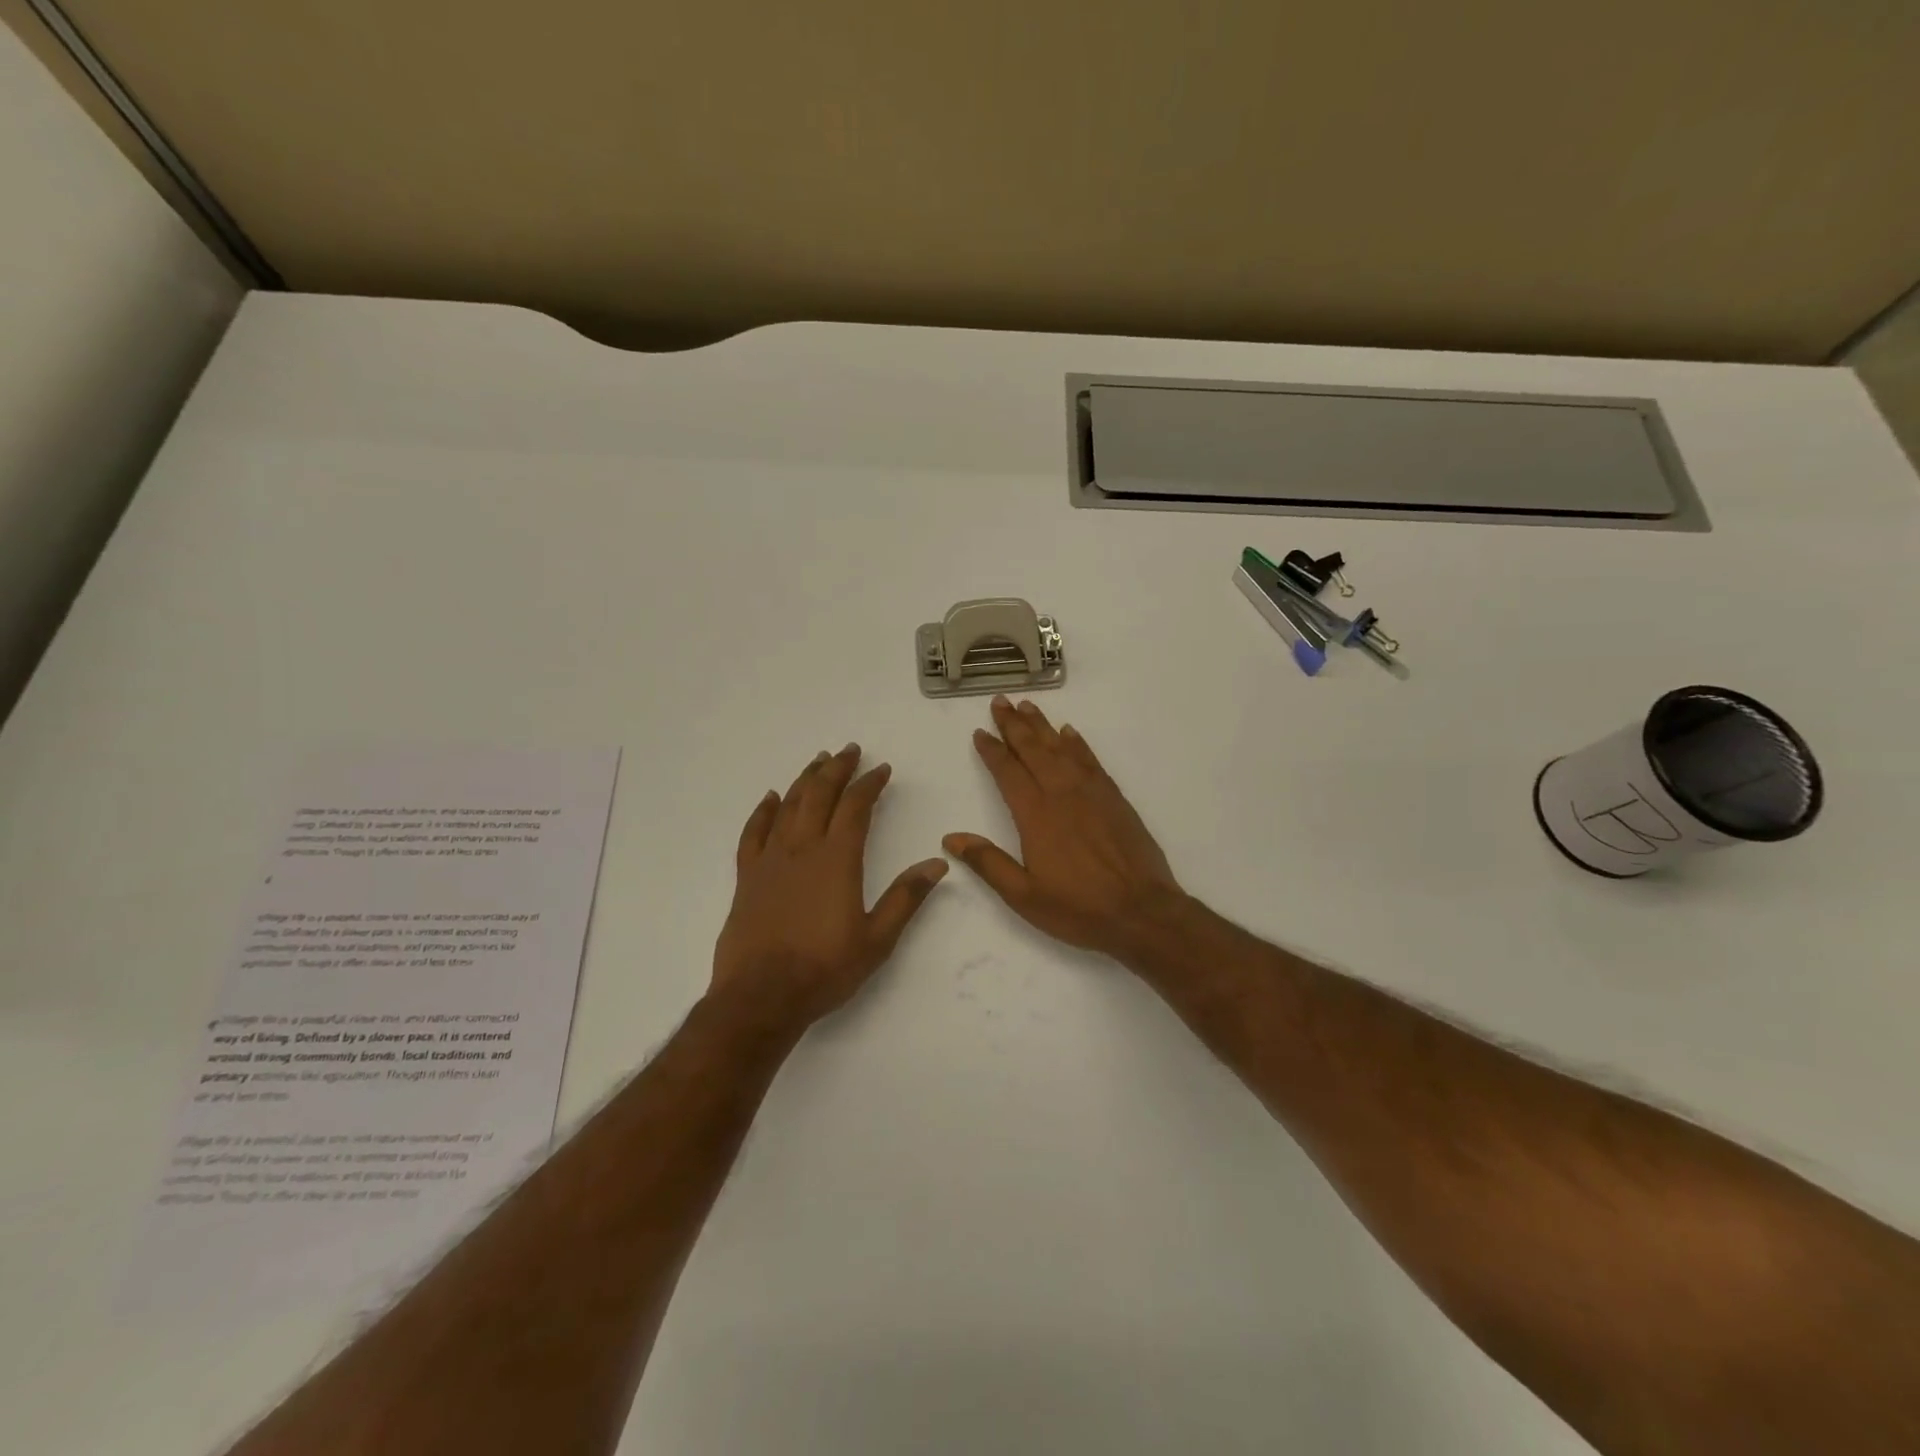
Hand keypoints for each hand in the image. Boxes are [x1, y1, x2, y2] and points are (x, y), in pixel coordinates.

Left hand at [712, 744, 947, 1026]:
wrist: (760, 996)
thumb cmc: (824, 969)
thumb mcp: (877, 939)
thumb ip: (906, 898)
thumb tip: (937, 863)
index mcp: (837, 860)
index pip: (856, 808)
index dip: (870, 784)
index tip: (882, 769)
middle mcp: (802, 849)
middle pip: (820, 795)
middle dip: (837, 769)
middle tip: (849, 749)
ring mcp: (770, 860)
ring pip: (788, 806)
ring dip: (805, 780)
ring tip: (818, 761)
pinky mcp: (747, 877)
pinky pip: (753, 832)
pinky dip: (763, 810)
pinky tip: (770, 798)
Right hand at [944, 697, 1185, 961]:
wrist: (1142, 911)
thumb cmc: (1078, 907)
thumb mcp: (1024, 895)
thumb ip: (988, 863)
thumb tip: (951, 838)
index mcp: (1036, 815)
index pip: (1008, 772)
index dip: (992, 750)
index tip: (980, 732)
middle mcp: (1062, 793)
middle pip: (1033, 749)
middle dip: (1014, 725)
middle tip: (1000, 702)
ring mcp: (1092, 792)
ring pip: (1061, 748)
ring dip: (1042, 726)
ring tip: (1027, 706)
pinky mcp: (1115, 798)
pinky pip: (1091, 760)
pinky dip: (1077, 743)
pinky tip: (1069, 733)